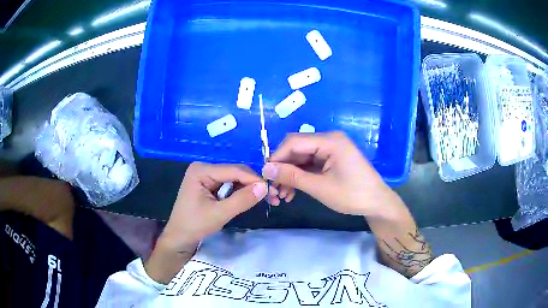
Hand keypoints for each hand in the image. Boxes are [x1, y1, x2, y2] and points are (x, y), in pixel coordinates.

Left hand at [161, 162, 268, 248]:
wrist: (179, 238)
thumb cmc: (194, 226)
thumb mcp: (219, 214)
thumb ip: (242, 200)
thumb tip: (265, 187)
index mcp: (201, 170)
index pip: (234, 170)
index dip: (255, 179)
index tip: (273, 190)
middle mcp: (203, 168)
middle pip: (235, 172)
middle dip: (253, 184)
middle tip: (272, 196)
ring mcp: (205, 176)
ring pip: (234, 179)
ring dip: (249, 189)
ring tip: (266, 199)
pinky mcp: (208, 185)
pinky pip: (229, 185)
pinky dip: (240, 192)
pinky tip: (251, 199)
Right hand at [262, 131, 400, 217]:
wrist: (377, 203)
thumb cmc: (352, 195)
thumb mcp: (320, 187)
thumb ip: (292, 176)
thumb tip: (266, 169)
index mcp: (329, 141)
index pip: (294, 142)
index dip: (277, 157)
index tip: (265, 176)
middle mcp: (329, 140)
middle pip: (297, 149)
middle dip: (283, 169)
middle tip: (273, 189)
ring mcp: (331, 150)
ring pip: (302, 158)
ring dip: (290, 175)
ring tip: (282, 196)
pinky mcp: (331, 159)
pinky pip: (310, 165)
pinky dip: (301, 177)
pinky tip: (293, 192)